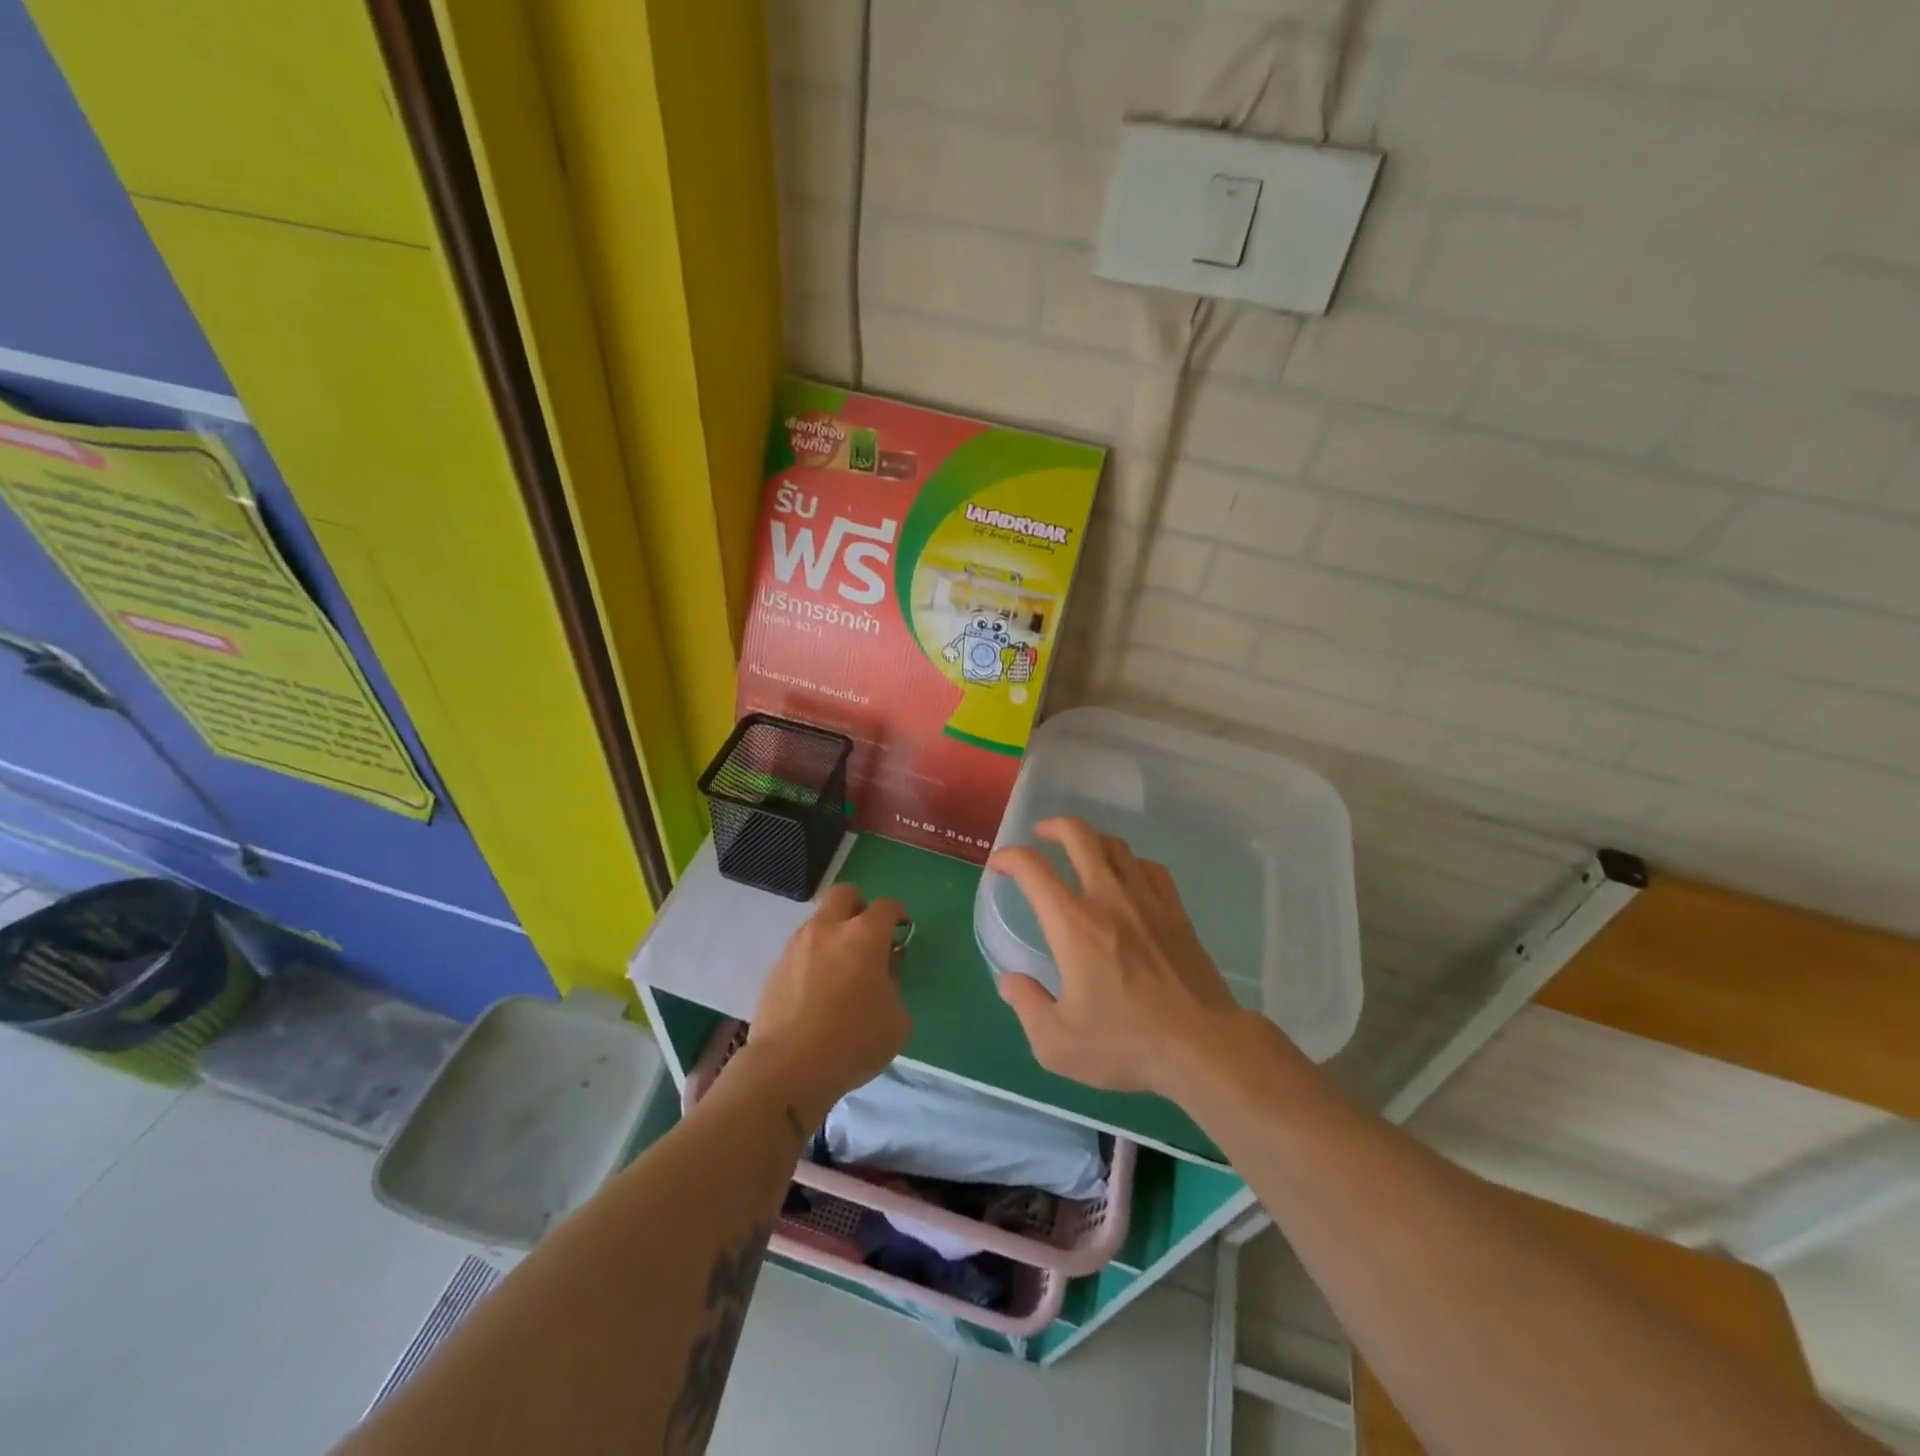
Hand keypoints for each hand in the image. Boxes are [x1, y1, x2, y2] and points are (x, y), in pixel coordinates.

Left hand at [747, 883, 911, 1127]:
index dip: (898, 914)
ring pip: (817, 922)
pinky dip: (811, 961)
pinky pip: (798, 952)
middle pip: (843, 894)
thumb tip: (881, 978)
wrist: (788, 1067)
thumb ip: (893, 988)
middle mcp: (828, 930)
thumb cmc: (854, 1040)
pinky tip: (815, 993)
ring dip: (832, 935)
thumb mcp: (897, 1020)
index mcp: (864, 936)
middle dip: (858, 907)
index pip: (886, 906)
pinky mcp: (774, 970)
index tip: (902, 929)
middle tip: (866, 936)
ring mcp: (796, 947)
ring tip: (839, 970)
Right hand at [988, 817, 1248, 1096]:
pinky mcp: (1176, 913)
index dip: (1010, 857)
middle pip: (1079, 836)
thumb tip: (1009, 981)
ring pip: (1116, 846)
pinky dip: (1130, 862)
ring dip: (1091, 839)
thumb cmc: (1126, 1043)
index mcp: (1073, 924)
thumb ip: (1027, 1006)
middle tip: (1040, 835)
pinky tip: (1126, 876)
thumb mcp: (1058, 1042)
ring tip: (1080, 850)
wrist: (1203, 1047)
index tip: (999, 865)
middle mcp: (1108, 898)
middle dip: (1053, 826)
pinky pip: (1150, 868)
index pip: (1034, 869)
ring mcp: (1147, 901)